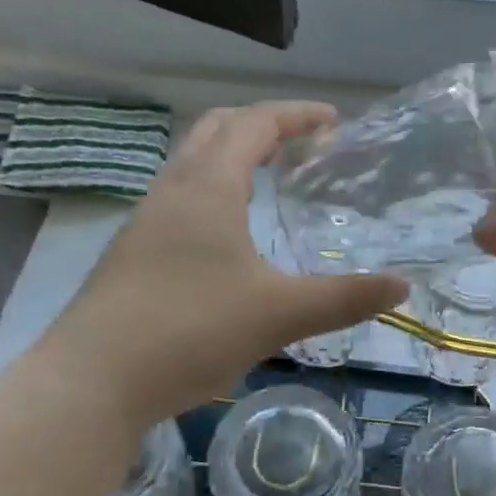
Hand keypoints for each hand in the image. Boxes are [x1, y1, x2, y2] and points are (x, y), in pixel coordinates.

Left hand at [43, 102, 407, 429]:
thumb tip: (402, 287)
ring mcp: (145, 221)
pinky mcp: (131, 252)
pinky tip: (224, 235)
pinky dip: (210, 190)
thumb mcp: (279, 315)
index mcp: (209, 188)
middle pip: (215, 130)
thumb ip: (343, 299)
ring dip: (230, 156)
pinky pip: (177, 197)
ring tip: (267, 180)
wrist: (92, 380)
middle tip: (300, 143)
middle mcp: (172, 190)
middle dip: (261, 125)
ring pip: (190, 163)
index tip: (333, 120)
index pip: (255, 124)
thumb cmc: (190, 331)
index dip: (297, 115)